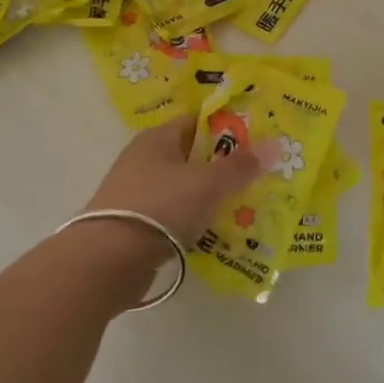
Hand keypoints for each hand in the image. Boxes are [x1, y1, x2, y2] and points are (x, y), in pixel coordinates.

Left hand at [83, 115, 269, 249]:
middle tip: (258, 176)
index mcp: (157, 138)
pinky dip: (193, 220)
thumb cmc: (159, 207)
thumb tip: (276, 144)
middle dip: (223, 166)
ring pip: (183, 188)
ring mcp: (136, 193)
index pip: (197, 122)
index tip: (258, 141)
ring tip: (244, 207)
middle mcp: (143, 159)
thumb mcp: (207, 183)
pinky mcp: (134, 225)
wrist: (107, 261)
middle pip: (192, 156)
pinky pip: (173, 215)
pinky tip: (215, 231)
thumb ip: (241, 166)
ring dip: (209, 197)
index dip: (228, 128)